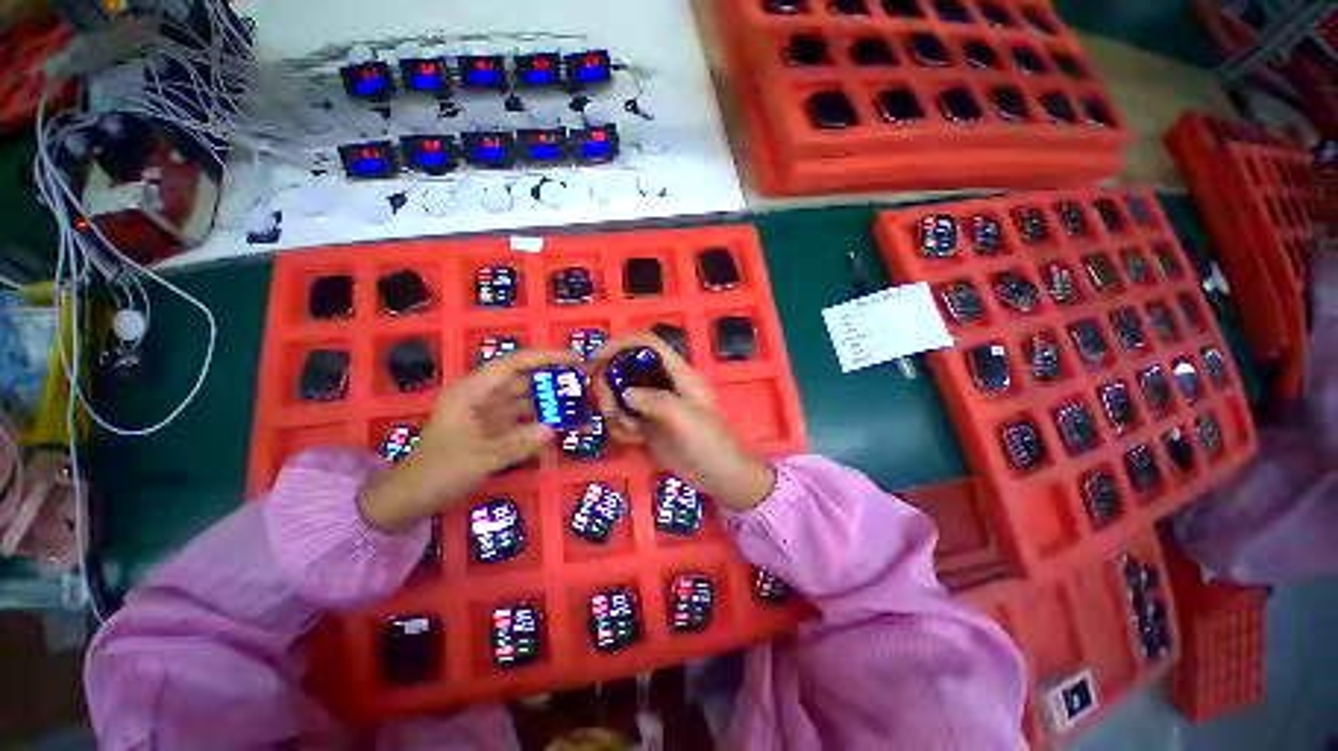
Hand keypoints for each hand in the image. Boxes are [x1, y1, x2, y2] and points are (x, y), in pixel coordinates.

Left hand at [359, 348, 578, 532]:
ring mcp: (491, 414)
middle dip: (554, 379)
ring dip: (552, 402)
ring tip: (582, 403)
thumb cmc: (437, 472)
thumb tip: (554, 429)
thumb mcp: (478, 459)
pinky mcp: (496, 431)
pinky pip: (525, 420)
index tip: (574, 358)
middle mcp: (483, 397)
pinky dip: (544, 422)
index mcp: (472, 391)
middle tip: (586, 382)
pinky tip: (563, 425)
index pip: (513, 364)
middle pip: (525, 380)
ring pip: (528, 400)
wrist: (411, 498)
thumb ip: (517, 444)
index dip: (544, 357)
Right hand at [593, 335, 774, 510]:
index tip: (596, 360)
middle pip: (626, 369)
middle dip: (611, 387)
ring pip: (620, 395)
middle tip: (609, 409)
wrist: (718, 476)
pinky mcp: (648, 425)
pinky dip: (621, 428)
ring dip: (615, 412)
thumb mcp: (684, 418)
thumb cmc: (709, 443)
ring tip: (631, 431)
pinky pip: (623, 418)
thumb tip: (625, 394)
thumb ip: (654, 401)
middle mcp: (664, 384)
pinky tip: (635, 440)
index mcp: (679, 374)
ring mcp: (654, 405)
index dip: (621, 344)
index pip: (648, 344)